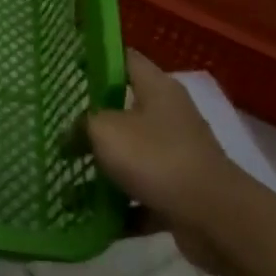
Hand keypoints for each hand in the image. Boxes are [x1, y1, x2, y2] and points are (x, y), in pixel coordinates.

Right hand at [86, 51, 248, 271]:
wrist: (215, 219)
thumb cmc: (156, 158)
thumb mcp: (105, 130)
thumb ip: (83, 125)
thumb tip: (73, 134)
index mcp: (158, 89)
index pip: (126, 58)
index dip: (98, 57)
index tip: (70, 64)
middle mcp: (170, 117)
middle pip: (125, 109)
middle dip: (93, 119)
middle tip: (59, 123)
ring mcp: (177, 156)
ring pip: (131, 156)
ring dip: (103, 167)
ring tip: (66, 174)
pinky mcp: (180, 193)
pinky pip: (140, 195)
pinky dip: (119, 206)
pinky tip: (90, 216)